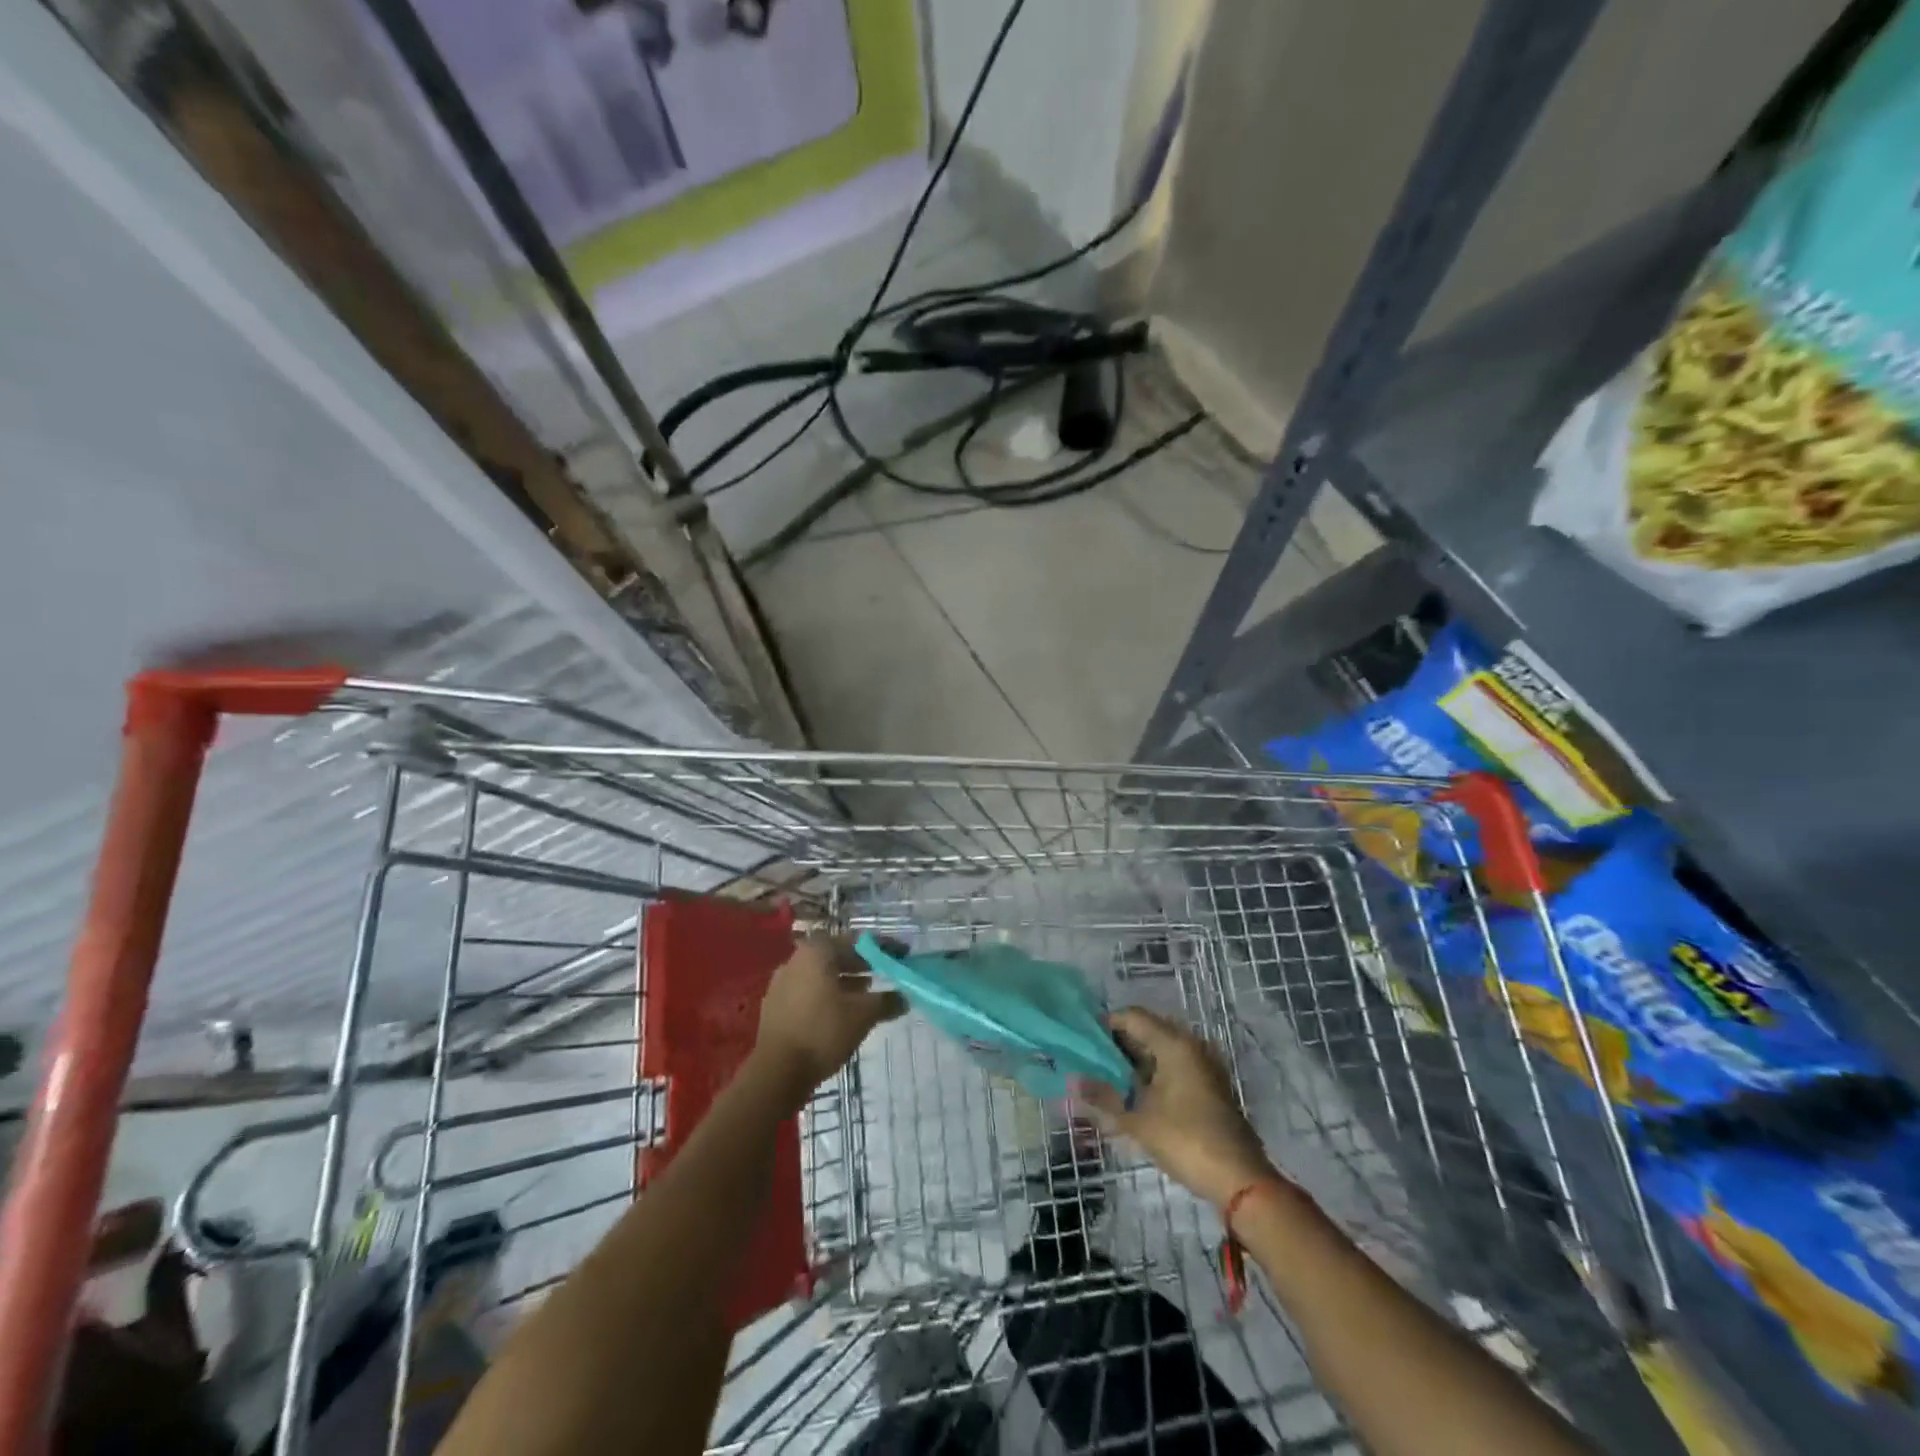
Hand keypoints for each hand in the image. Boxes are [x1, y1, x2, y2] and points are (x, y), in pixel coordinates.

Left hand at [753, 935, 904, 1095]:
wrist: (776, 1072)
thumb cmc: (823, 1032)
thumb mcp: (863, 1015)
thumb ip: (887, 1001)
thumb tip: (905, 997)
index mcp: (817, 952)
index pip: (855, 940)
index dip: (881, 947)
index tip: (901, 955)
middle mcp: (796, 959)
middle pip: (836, 954)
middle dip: (861, 963)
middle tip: (884, 973)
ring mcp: (782, 982)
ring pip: (821, 974)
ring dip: (845, 980)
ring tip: (866, 994)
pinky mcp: (775, 1005)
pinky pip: (808, 991)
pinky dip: (827, 995)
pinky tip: (840, 1013)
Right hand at [1076, 1008, 1276, 1208]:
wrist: (1240, 1181)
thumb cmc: (1185, 1140)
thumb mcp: (1137, 1119)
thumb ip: (1103, 1096)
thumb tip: (1072, 1081)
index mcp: (1174, 1043)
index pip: (1133, 1017)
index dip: (1105, 1024)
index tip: (1083, 1041)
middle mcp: (1191, 1046)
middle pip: (1147, 1031)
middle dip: (1118, 1045)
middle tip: (1091, 1062)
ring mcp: (1203, 1066)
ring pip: (1161, 1051)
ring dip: (1135, 1062)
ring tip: (1107, 1080)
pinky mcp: (1209, 1087)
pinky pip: (1173, 1067)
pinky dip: (1152, 1075)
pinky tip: (1134, 1095)